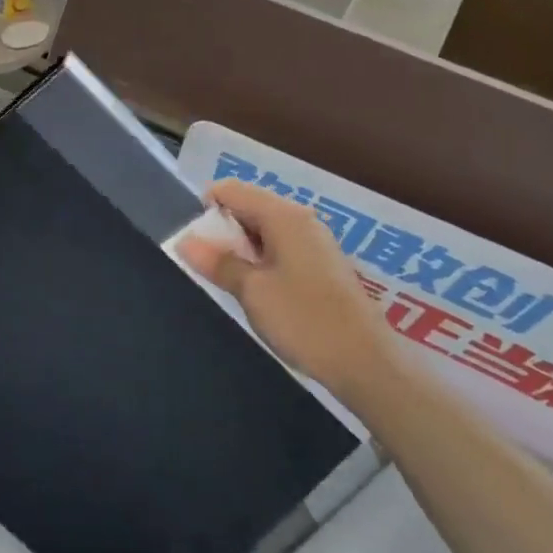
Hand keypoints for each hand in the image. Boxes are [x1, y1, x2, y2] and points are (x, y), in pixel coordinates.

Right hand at [177, 179, 387, 395]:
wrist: (366, 362)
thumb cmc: (304, 321)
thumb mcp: (252, 291)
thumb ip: (218, 262)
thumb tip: (185, 241)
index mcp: (283, 216)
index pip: (232, 190)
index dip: (206, 208)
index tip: (195, 243)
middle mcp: (301, 219)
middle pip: (249, 206)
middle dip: (223, 230)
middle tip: (209, 266)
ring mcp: (315, 241)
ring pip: (265, 229)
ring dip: (242, 248)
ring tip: (230, 281)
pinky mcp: (322, 264)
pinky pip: (281, 246)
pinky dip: (262, 259)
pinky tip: (258, 290)